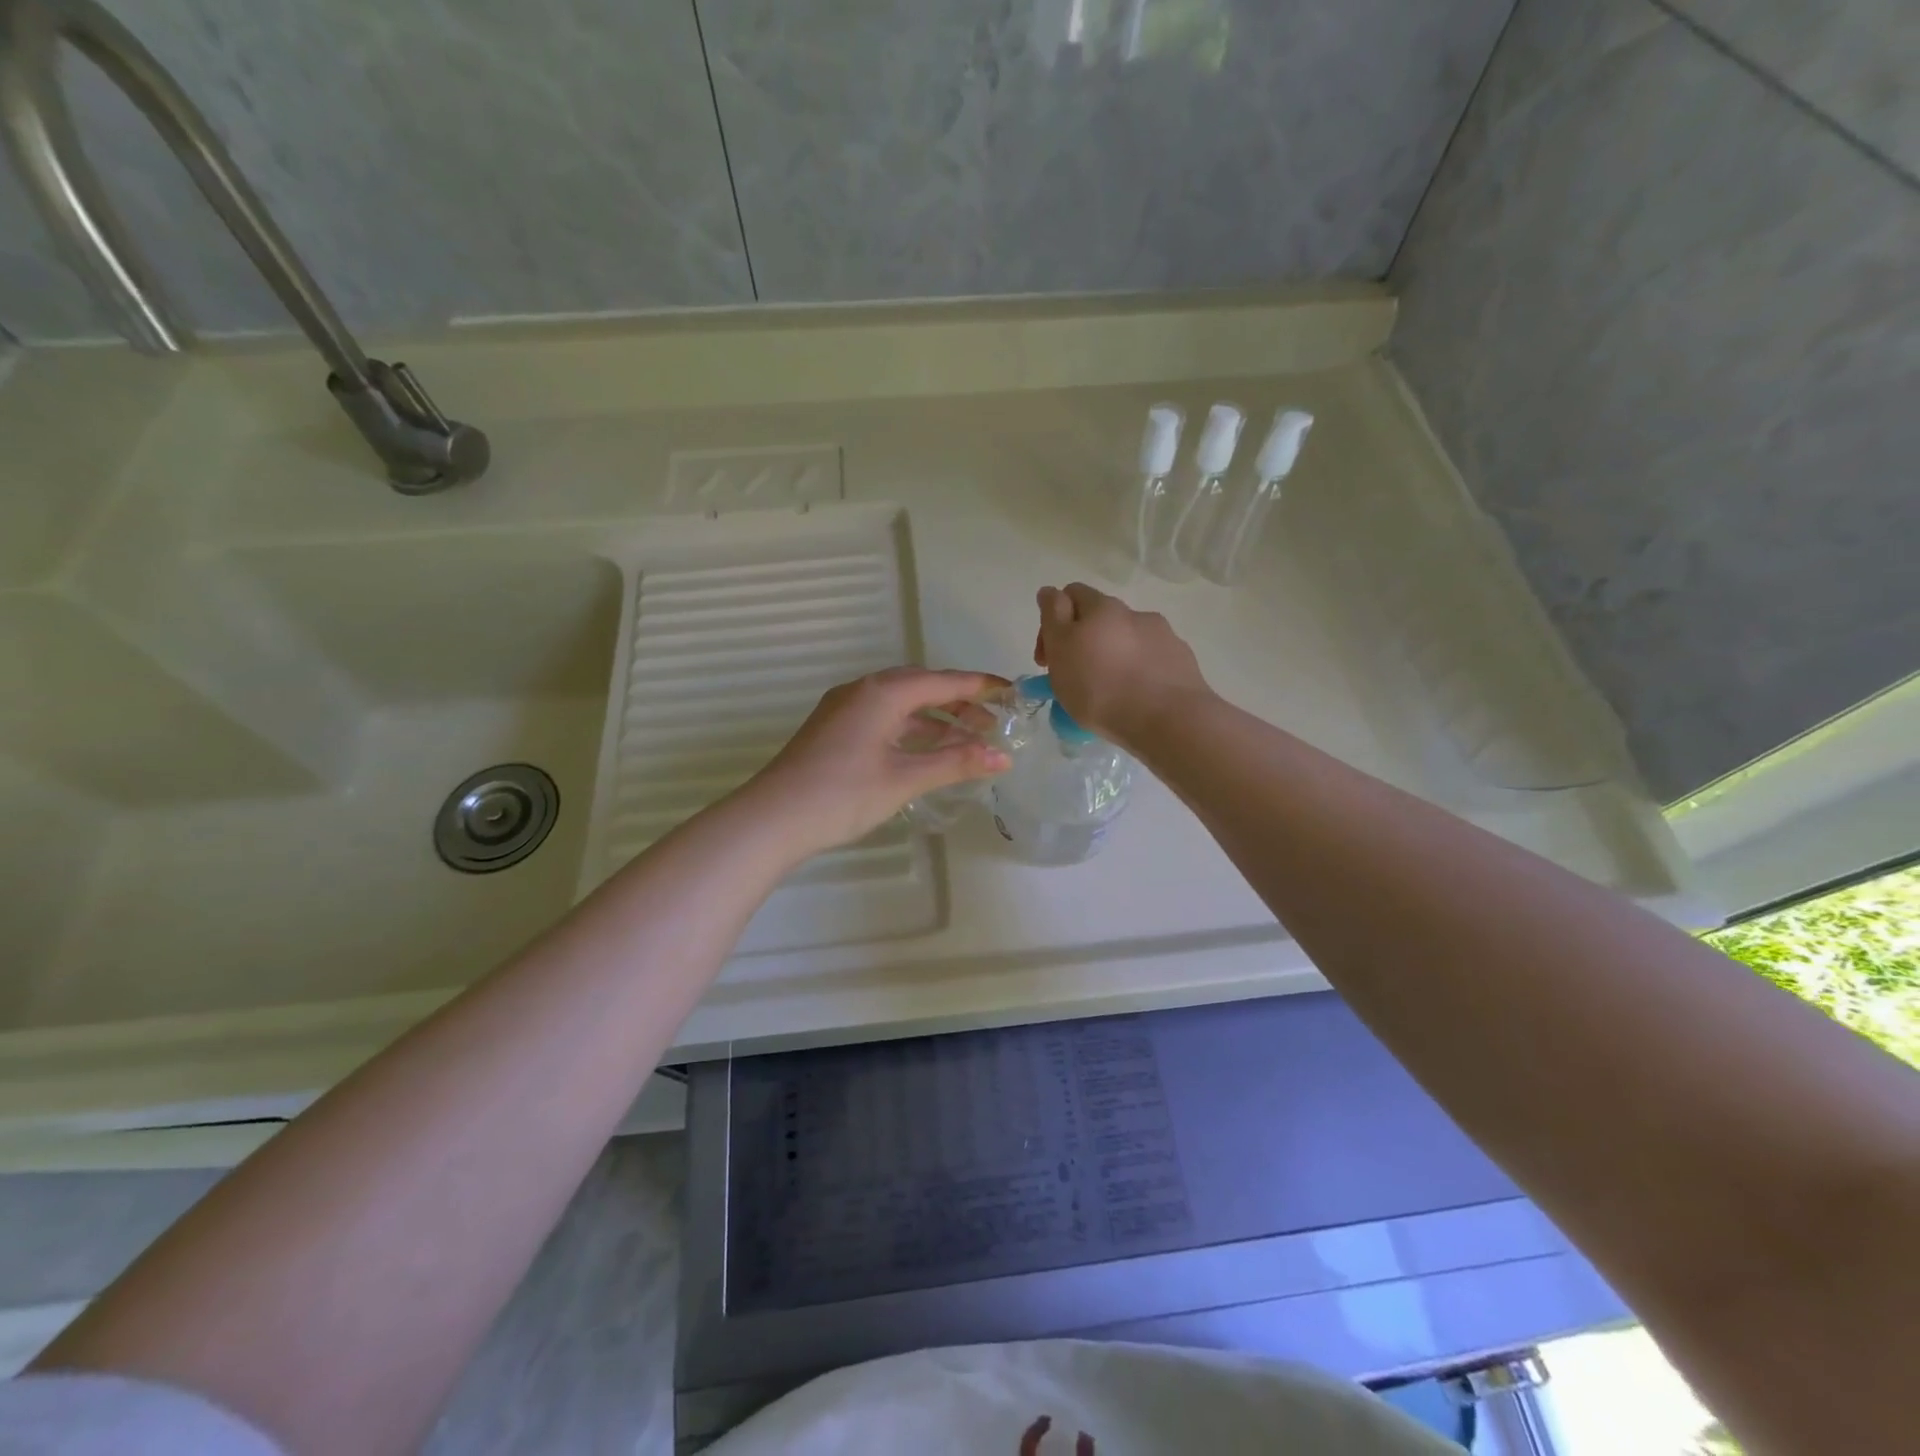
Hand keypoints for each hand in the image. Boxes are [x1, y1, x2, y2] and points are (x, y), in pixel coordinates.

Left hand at [741, 668, 1011, 856]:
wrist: (773, 818)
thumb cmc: (843, 794)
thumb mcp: (905, 778)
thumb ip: (956, 763)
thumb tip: (1002, 758)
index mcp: (882, 693)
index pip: (942, 681)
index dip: (980, 686)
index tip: (1011, 692)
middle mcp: (863, 691)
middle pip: (921, 687)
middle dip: (959, 703)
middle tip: (992, 723)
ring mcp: (845, 709)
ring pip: (901, 705)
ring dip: (935, 719)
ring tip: (968, 740)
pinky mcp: (835, 730)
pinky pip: (884, 719)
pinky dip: (911, 730)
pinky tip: (927, 751)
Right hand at [1034, 583, 1210, 751]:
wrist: (1169, 719)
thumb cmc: (1101, 688)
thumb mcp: (1061, 650)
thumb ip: (1052, 617)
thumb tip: (1050, 592)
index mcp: (1101, 607)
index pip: (1070, 595)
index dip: (1052, 622)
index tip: (1047, 658)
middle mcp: (1133, 613)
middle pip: (1100, 619)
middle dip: (1084, 641)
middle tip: (1075, 676)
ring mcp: (1163, 636)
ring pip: (1127, 640)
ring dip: (1113, 656)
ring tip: (1110, 692)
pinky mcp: (1181, 661)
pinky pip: (1151, 660)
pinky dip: (1139, 672)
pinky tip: (1136, 697)